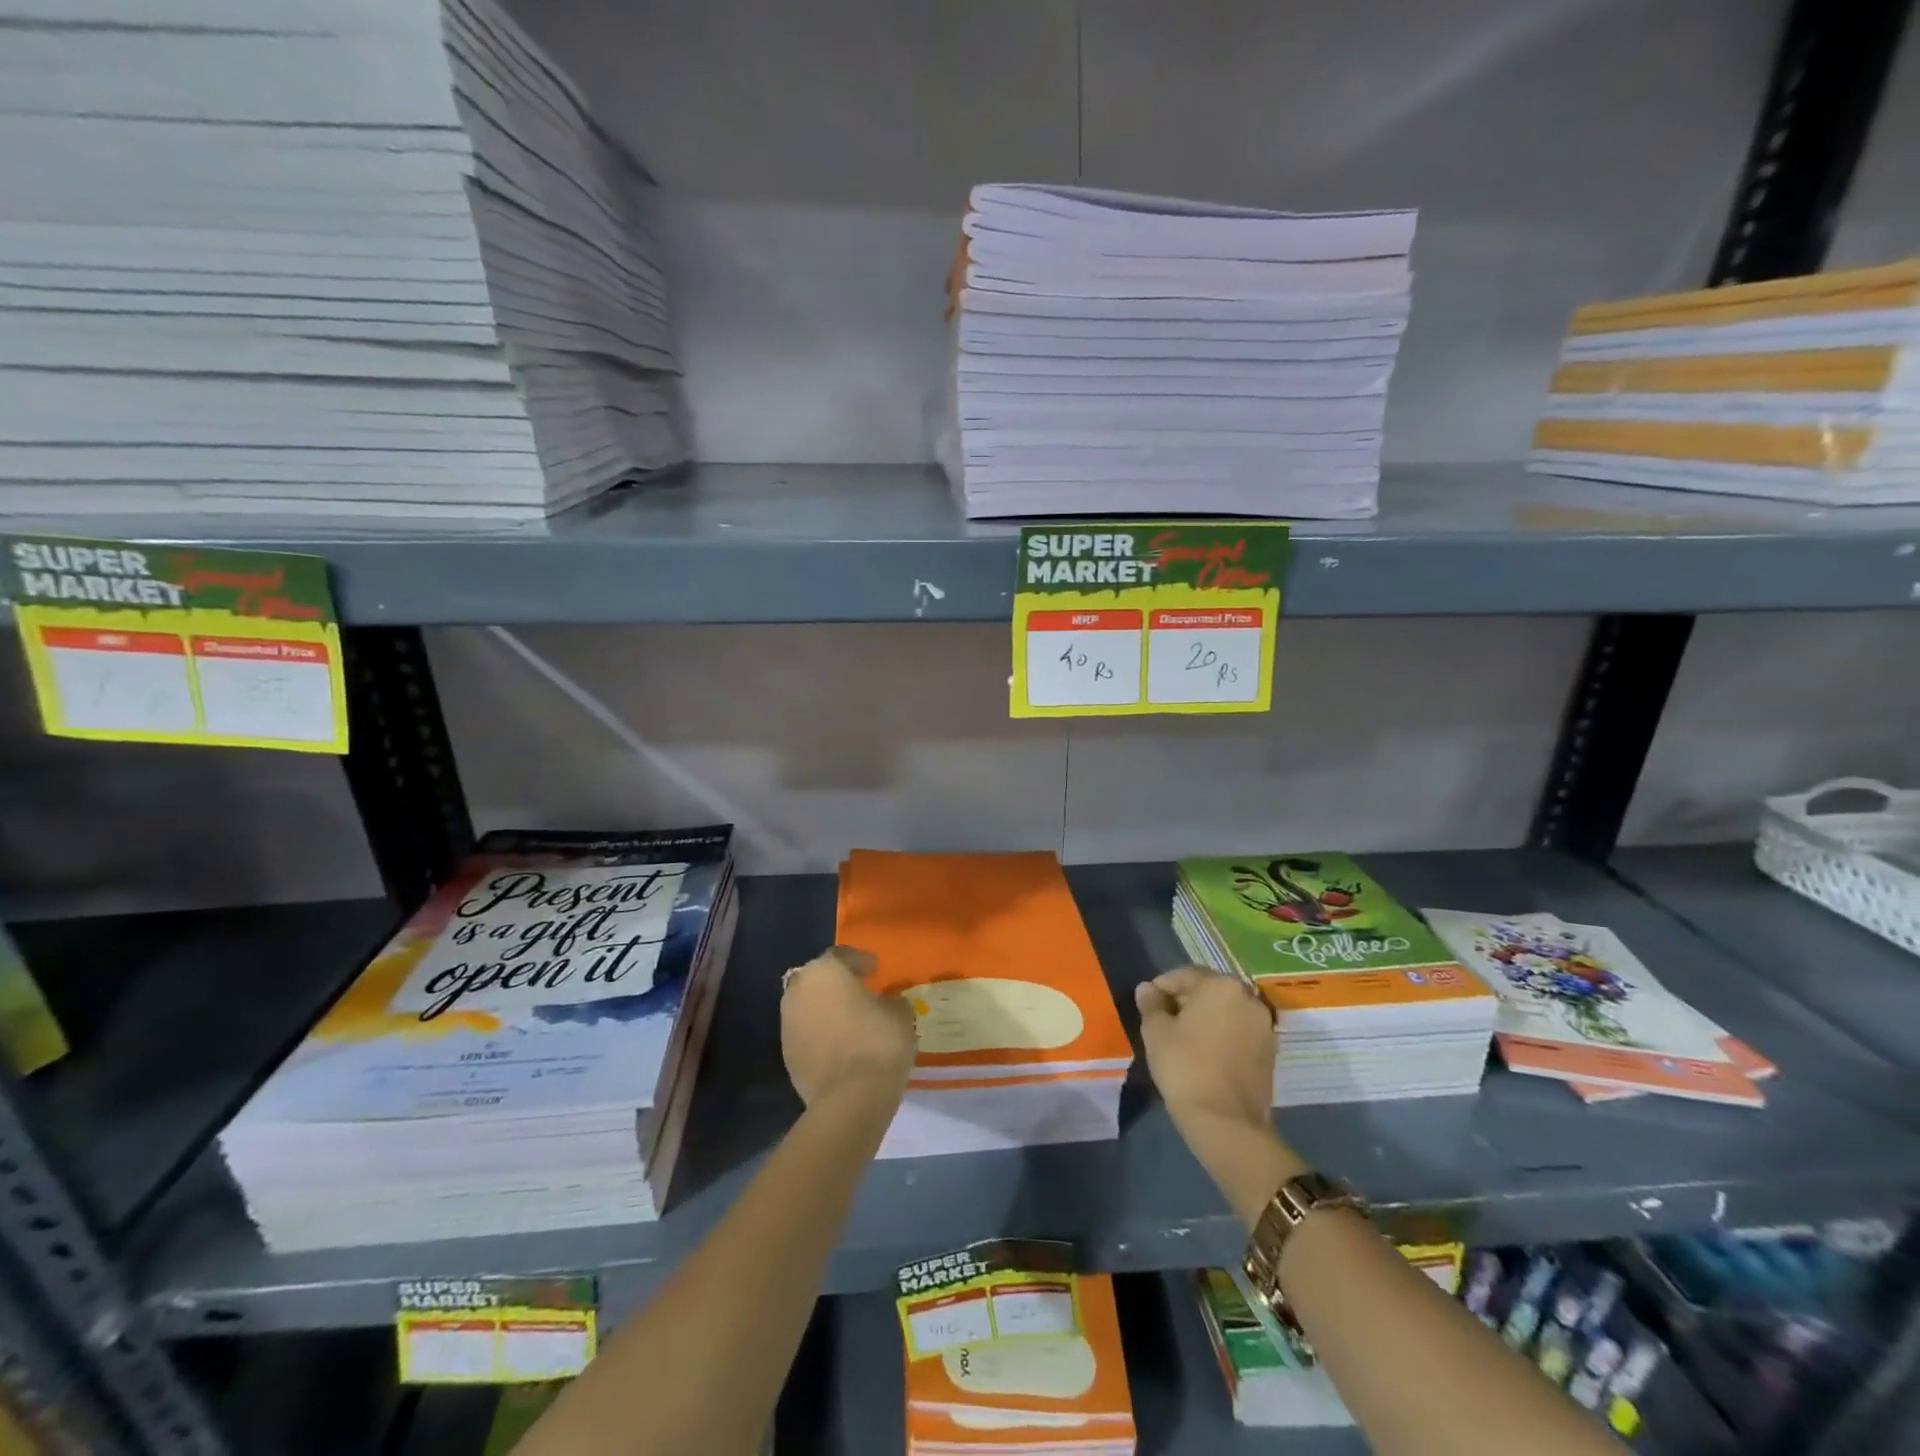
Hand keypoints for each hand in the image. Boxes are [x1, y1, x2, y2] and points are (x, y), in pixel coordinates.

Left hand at [781, 945, 917, 1111]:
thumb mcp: (900, 1013)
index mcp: (825, 971)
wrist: (849, 1099)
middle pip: (819, 978)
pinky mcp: (786, 1054)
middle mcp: (799, 990)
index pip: (843, 955)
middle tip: (860, 991)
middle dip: (838, 983)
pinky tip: (840, 1043)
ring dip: (826, 1008)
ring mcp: (788, 1023)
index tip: (875, 969)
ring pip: (809, 1005)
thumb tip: (887, 1001)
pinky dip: (820, 1032)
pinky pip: (807, 1032)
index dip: (861, 961)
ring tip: (850, 1019)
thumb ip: (891, 1000)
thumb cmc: (878, 1042)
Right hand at [1135, 966, 1275, 1134]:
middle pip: (1208, 990)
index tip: (1147, 1003)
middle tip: (1162, 1020)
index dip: (1161, 987)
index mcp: (1220, 986)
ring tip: (1182, 1037)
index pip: (1184, 975)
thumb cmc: (1185, 1067)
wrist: (1226, 1122)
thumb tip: (1147, 989)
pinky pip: (1238, 1030)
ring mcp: (1263, 1025)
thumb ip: (1151, 1004)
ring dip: (1204, 1017)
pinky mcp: (1270, 1051)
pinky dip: (1221, 1034)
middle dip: (1185, 1000)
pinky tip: (1204, 1052)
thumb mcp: (1156, 1032)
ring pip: (1225, 1010)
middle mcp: (1247, 997)